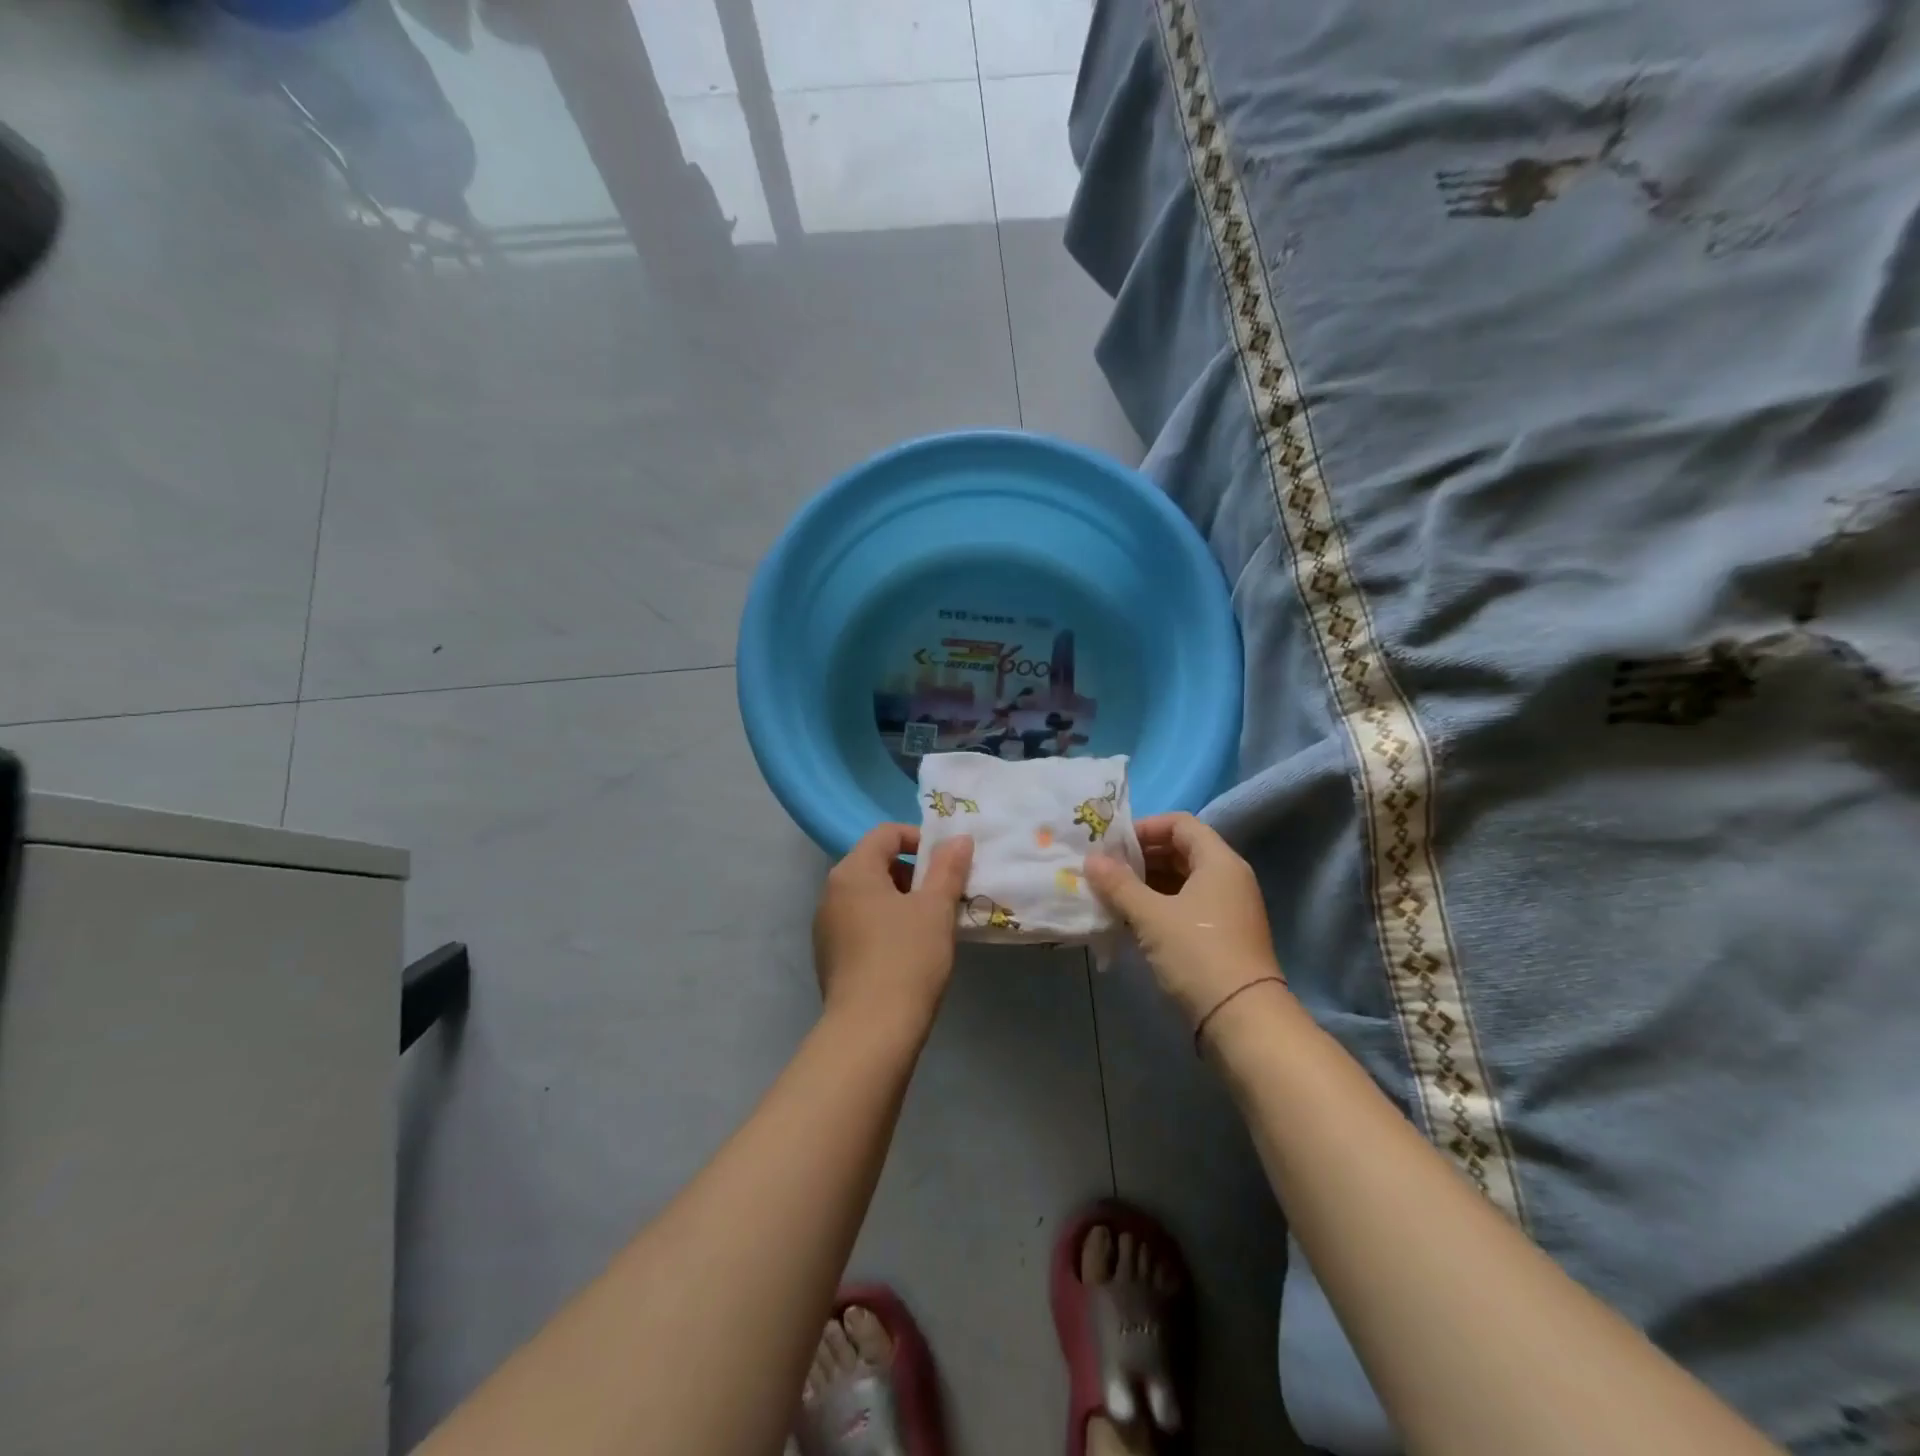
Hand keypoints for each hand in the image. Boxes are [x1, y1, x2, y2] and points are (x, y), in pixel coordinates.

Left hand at [813, 824, 974, 1037]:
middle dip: (912, 873)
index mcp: (853, 871)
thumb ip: (948, 868)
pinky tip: (907, 952)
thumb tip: (959, 839)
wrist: (871, 1031)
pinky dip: (884, 924)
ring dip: (900, 900)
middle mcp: (831, 892)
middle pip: (874, 863)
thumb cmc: (907, 957)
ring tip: (930, 924)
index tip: (947, 863)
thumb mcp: (936, 908)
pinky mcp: (829, 957)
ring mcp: (826, 927)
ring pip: (868, 897)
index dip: (919, 839)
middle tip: (943, 895)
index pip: (885, 833)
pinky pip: (860, 924)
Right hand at [1084, 813, 1285, 1025]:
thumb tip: (1091, 860)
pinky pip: (1186, 905)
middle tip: (1106, 869)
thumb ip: (1119, 884)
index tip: (1113, 845)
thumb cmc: (1197, 955)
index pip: (1180, 823)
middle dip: (1141, 857)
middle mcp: (1228, 878)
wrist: (1242, 1020)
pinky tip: (1130, 919)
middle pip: (1181, 850)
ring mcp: (1227, 908)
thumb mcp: (1151, 916)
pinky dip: (1159, 905)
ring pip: (1181, 880)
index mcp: (1219, 861)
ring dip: (1146, 883)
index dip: (1145, 828)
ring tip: (1111, 894)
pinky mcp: (1221, 935)